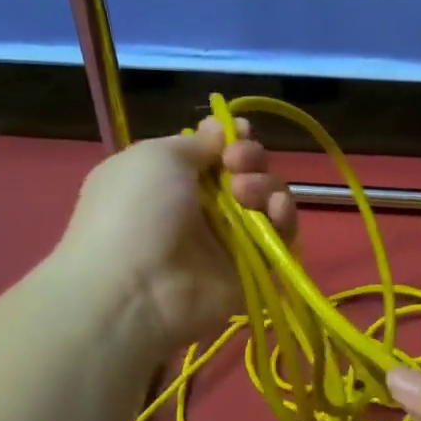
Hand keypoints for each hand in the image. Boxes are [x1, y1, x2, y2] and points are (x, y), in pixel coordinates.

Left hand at [57, 117, 296, 352]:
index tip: (239, 133)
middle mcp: (201, 207)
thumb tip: (219, 131)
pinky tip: (276, 210)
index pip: (214, 152)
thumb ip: (195, 142)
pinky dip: (285, 219)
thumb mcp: (156, 157)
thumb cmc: (136, 211)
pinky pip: (281, 238)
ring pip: (266, 201)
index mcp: (172, 178)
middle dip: (250, 159)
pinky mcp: (252, 268)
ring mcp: (228, 240)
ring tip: (248, 193)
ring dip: (266, 186)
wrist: (136, 288)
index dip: (231, 139)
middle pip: (246, 172)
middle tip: (237, 165)